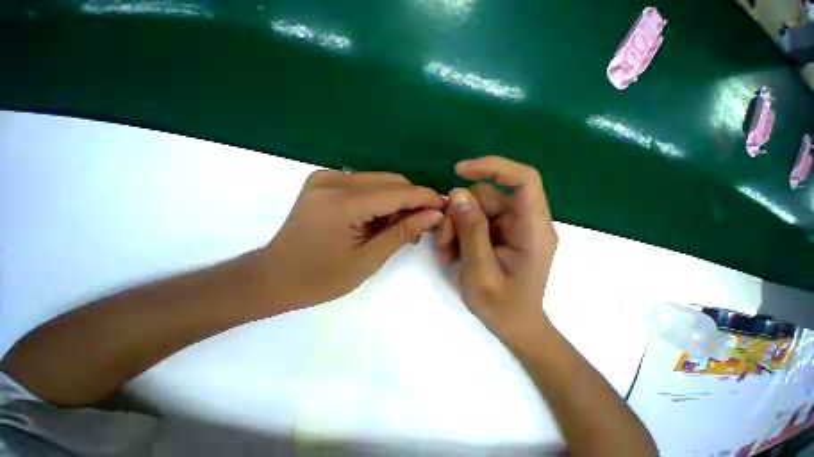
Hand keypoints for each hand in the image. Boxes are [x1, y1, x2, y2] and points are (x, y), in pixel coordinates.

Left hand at [260, 170, 444, 310]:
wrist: (274, 276)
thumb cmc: (321, 278)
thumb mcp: (368, 260)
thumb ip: (402, 232)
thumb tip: (434, 214)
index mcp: (342, 203)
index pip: (398, 191)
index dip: (425, 198)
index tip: (444, 209)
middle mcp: (333, 180)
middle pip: (391, 181)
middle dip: (413, 200)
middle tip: (421, 225)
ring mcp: (326, 177)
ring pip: (380, 180)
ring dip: (397, 200)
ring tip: (402, 226)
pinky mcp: (324, 181)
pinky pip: (365, 184)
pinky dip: (381, 199)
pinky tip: (381, 219)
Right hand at [437, 156, 557, 343]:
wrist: (514, 326)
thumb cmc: (502, 307)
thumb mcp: (480, 271)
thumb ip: (471, 232)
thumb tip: (457, 194)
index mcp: (532, 229)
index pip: (523, 180)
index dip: (493, 167)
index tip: (459, 170)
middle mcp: (524, 221)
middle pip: (487, 196)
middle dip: (458, 214)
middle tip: (443, 241)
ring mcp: (510, 227)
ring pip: (474, 207)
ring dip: (455, 226)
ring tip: (446, 251)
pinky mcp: (498, 233)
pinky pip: (473, 220)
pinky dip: (458, 232)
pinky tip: (452, 252)